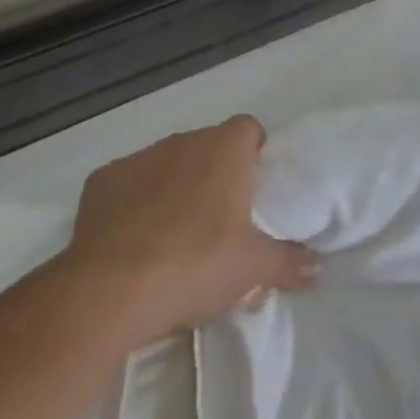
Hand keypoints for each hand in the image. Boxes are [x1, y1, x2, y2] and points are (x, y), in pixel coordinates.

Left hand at [60, 115, 319, 341]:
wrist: (111, 289)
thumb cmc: (196, 265)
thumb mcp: (253, 269)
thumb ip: (289, 261)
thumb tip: (319, 265)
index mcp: (224, 150)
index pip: (248, 128)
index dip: (254, 151)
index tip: (255, 185)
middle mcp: (182, 142)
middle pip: (207, 145)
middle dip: (215, 172)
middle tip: (221, 217)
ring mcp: (137, 158)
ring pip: (166, 162)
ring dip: (175, 185)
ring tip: (175, 232)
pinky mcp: (100, 181)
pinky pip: (128, 183)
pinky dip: (134, 201)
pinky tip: (134, 238)